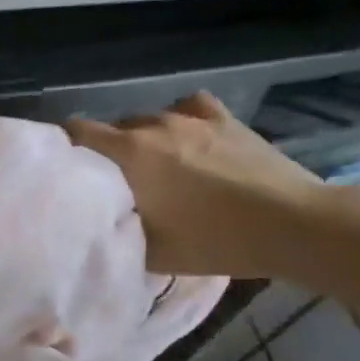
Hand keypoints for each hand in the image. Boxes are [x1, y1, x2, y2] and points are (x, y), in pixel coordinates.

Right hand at [67, 92, 325, 278]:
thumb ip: (116, 230)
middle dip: (106, 151)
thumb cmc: (215, 240)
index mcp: (129, 153)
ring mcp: (191, 118)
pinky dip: (179, 122)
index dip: (66, 148)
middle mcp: (153, 125)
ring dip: (142, 140)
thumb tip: (97, 222)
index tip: (69, 171)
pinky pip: (187, 109)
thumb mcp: (151, 251)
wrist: (293, 224)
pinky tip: (187, 139)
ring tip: (154, 167)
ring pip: (148, 120)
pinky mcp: (225, 118)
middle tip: (114, 183)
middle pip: (112, 128)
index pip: (77, 131)